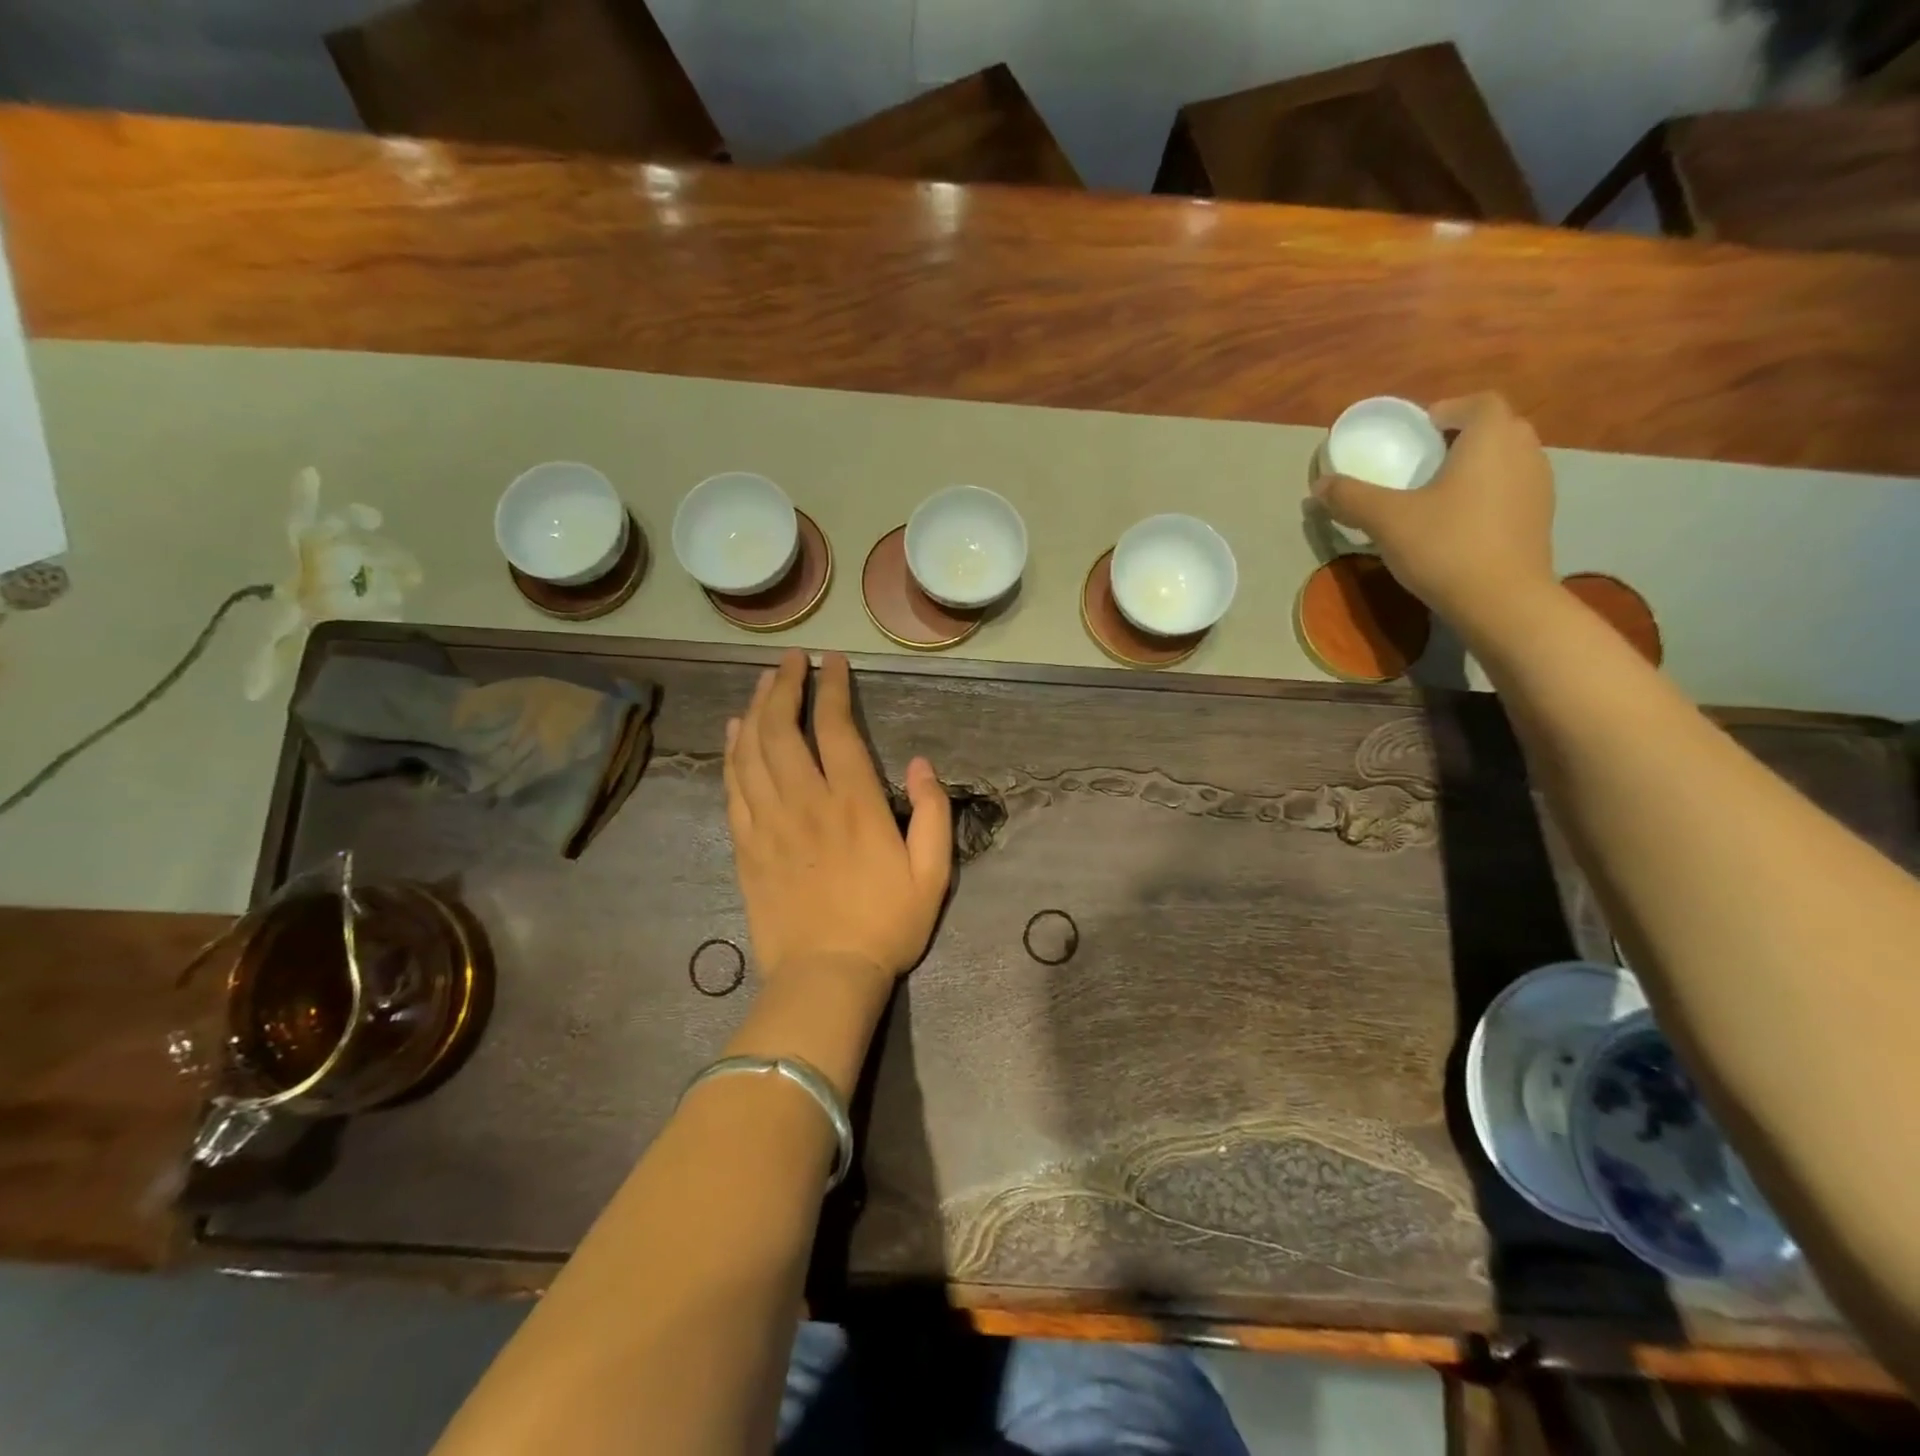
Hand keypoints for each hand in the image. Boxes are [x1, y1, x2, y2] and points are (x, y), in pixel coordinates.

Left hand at [723, 650, 952, 992]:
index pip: (837, 728)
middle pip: (784, 729)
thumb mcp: (933, 874)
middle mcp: (806, 802)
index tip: (832, 661)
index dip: (832, 688)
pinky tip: (734, 731)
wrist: (825, 976)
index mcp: (854, 804)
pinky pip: (733, 786)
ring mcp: (769, 823)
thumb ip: (934, 813)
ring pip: (752, 751)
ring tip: (762, 683)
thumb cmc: (886, 925)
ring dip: (756, 710)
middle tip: (790, 661)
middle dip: (784, 685)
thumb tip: (920, 764)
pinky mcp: (746, 846)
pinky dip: (732, 752)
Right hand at [1311, 393, 1557, 637]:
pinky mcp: (1539, 518)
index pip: (1477, 402)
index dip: (1446, 410)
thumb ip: (1350, 496)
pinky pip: (1510, 490)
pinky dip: (1486, 494)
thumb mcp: (1386, 520)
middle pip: (1494, 428)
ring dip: (1474, 467)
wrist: (1502, 602)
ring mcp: (1539, 485)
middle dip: (1459, 437)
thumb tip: (1319, 485)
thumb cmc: (1445, 546)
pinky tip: (1458, 523)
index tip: (1417, 431)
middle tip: (1422, 461)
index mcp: (1491, 438)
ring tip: (1436, 493)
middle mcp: (1525, 451)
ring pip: (1504, 460)